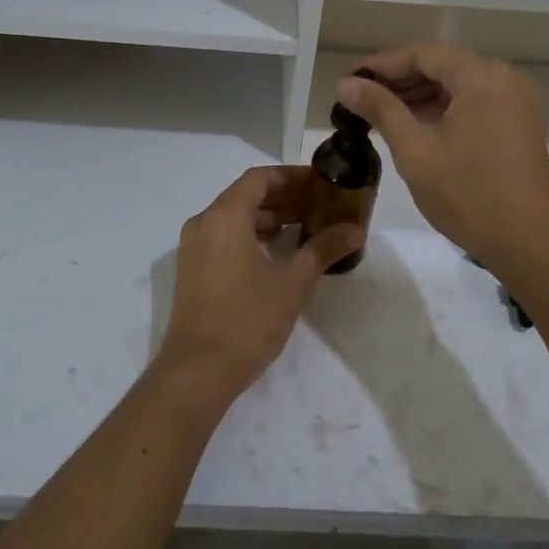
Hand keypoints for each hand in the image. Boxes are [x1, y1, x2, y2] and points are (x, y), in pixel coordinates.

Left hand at [155, 167, 364, 405]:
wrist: (198, 371)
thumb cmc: (247, 319)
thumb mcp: (293, 283)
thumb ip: (323, 249)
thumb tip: (356, 229)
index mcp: (224, 216)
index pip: (259, 178)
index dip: (291, 176)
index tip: (320, 183)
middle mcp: (203, 223)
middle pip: (245, 195)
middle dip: (282, 197)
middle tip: (318, 205)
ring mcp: (193, 248)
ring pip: (233, 217)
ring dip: (267, 217)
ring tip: (302, 227)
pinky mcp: (192, 271)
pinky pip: (223, 237)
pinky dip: (250, 235)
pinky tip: (275, 253)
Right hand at [338, 42, 548, 274]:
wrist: (528, 243)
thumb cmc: (468, 196)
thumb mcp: (415, 152)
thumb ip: (381, 110)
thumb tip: (346, 84)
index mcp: (482, 78)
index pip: (423, 53)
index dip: (383, 64)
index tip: (350, 80)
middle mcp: (505, 78)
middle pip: (442, 64)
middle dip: (399, 79)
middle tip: (359, 97)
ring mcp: (516, 100)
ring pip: (458, 83)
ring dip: (419, 93)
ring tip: (379, 111)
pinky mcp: (519, 121)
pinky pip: (474, 100)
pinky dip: (443, 107)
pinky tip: (413, 123)